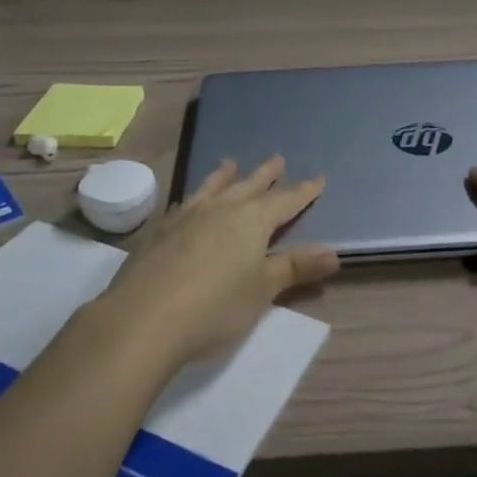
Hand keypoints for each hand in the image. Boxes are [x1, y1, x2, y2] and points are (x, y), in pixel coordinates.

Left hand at [98, 156, 340, 369]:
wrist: (143, 319)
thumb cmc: (214, 307)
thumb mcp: (262, 291)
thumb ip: (295, 268)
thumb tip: (334, 253)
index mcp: (252, 220)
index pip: (285, 200)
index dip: (303, 192)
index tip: (318, 179)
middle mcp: (221, 208)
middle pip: (249, 186)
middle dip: (266, 174)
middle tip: (277, 158)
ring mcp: (186, 216)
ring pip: (212, 187)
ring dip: (225, 176)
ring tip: (230, 163)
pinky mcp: (159, 230)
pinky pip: (185, 203)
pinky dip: (195, 197)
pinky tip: (189, 202)